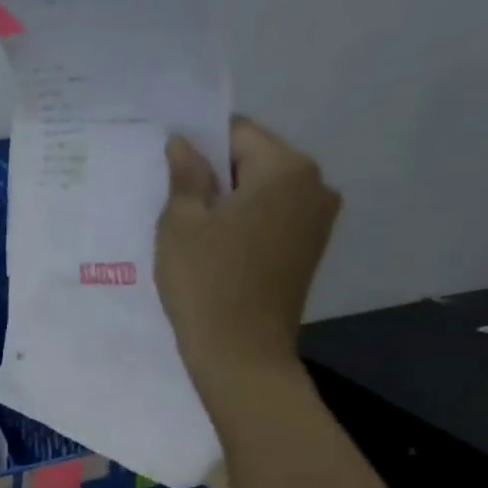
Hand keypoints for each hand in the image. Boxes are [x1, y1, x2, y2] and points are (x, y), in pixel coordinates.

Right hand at [155, 115, 339, 395]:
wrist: (241, 355)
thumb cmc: (206, 283)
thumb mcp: (181, 224)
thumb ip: (185, 175)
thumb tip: (183, 143)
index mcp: (287, 168)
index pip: (237, 132)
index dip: (199, 145)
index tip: (170, 170)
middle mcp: (315, 185)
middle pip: (254, 161)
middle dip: (216, 175)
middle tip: (175, 203)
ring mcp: (318, 221)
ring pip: (263, 193)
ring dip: (230, 203)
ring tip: (193, 232)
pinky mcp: (309, 251)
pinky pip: (272, 220)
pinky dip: (244, 226)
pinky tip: (216, 252)